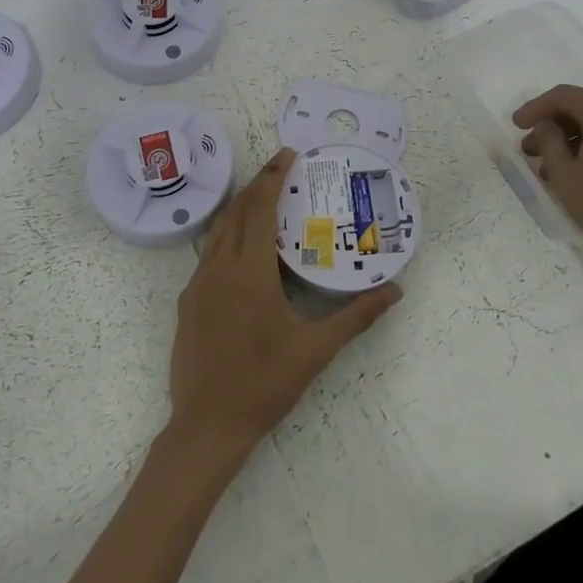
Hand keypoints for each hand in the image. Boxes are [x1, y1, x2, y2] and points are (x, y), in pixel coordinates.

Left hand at [167, 148, 401, 468]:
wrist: (206, 427)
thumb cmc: (263, 384)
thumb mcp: (315, 350)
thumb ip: (356, 317)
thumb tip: (395, 290)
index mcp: (248, 273)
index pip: (258, 209)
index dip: (272, 178)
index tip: (288, 155)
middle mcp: (217, 269)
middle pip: (235, 212)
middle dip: (258, 185)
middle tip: (282, 170)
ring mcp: (197, 285)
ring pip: (217, 232)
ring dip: (240, 210)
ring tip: (265, 201)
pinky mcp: (188, 302)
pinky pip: (208, 255)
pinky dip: (228, 238)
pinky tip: (245, 253)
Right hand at [513, 85, 582, 272]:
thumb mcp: (564, 174)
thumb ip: (548, 142)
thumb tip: (547, 127)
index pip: (563, 97)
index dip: (535, 109)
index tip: (516, 126)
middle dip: (554, 128)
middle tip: (531, 151)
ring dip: (575, 141)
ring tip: (552, 168)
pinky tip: (582, 172)